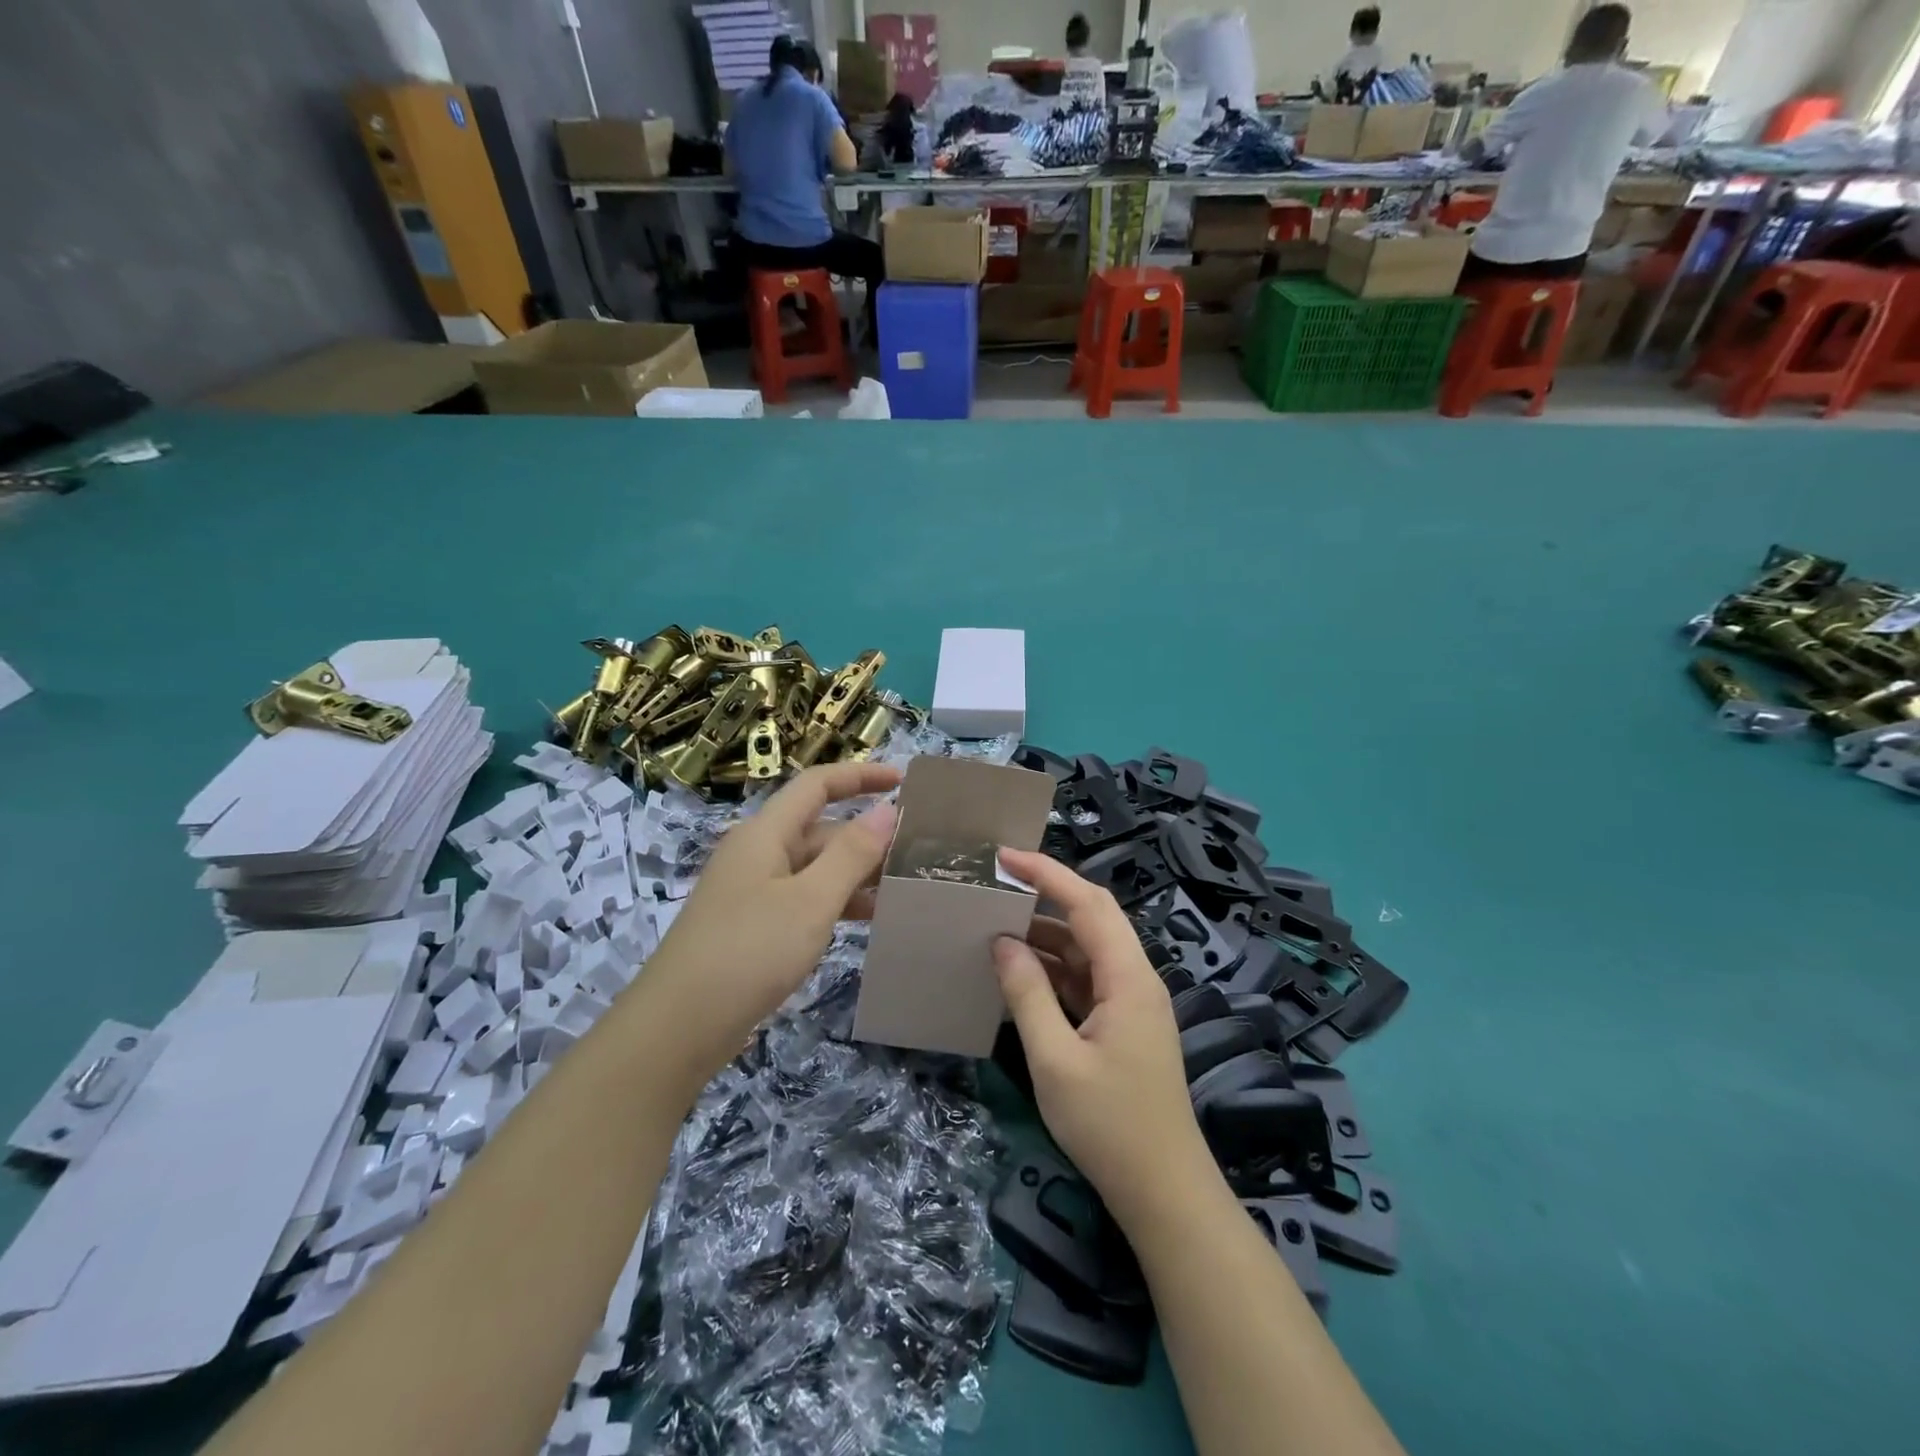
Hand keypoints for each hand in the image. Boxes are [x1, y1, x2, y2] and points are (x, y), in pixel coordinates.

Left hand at [651, 763, 899, 1043]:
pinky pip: (804, 898)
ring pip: (815, 868)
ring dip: (856, 874)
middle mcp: (758, 852)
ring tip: (902, 891)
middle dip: (867, 837)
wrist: (679, 1026)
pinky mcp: (753, 925)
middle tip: (916, 855)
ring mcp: (753, 890)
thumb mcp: (811, 900)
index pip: (818, 785)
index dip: (860, 776)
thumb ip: (852, 853)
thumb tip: (888, 810)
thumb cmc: (749, 952)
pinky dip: (836, 902)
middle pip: (820, 829)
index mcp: (766, 833)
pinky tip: (868, 921)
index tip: (904, 781)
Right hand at [993, 849, 1215, 1230]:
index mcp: (1128, 978)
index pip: (1089, 903)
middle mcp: (1135, 979)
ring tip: (996, 926)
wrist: (1164, 1193)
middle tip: (998, 884)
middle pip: (1092, 918)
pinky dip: (1053, 971)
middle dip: (1047, 895)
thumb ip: (1027, 994)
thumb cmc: (1110, 1126)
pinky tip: (1019, 975)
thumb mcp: (1055, 1060)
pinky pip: (1086, 980)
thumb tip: (1002, 942)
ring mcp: (1132, 1003)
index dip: (1048, 873)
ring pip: (1087, 950)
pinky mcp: (1123, 1025)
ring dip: (1046, 936)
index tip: (1005, 856)